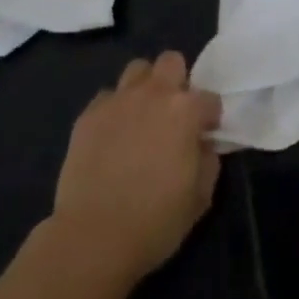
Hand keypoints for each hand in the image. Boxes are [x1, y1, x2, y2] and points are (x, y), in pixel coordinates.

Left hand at [50, 52, 221, 283]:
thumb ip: (208, 162)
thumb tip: (203, 145)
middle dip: (177, 81)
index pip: (210, 98)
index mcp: (185, 111)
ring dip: (145, 87)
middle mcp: (153, 94)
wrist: (93, 236)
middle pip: (171, 62)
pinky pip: (107, 97)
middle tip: (173, 114)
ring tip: (142, 116)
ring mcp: (117, 100)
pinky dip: (114, 109)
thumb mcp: (200, 198)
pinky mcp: (88, 114)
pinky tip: (112, 135)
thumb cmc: (155, 221)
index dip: (210, 117)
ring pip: (137, 70)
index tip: (205, 135)